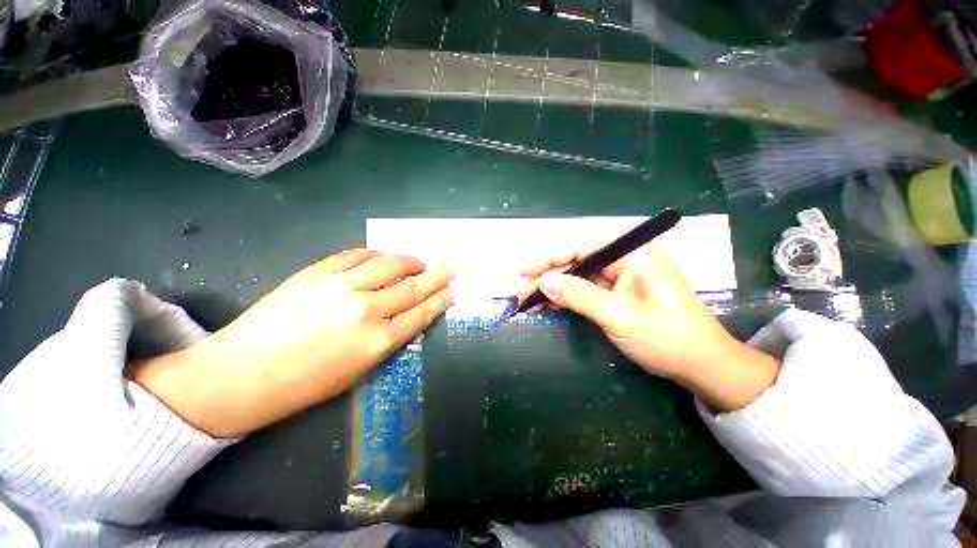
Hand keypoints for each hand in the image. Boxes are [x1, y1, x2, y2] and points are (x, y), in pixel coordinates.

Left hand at [130, 249, 453, 437]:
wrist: (239, 375)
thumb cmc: (304, 385)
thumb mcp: (358, 372)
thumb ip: (388, 340)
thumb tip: (410, 316)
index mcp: (377, 342)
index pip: (421, 313)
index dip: (440, 299)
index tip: (452, 290)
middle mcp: (365, 310)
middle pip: (412, 287)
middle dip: (437, 276)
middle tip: (451, 267)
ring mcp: (339, 287)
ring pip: (388, 264)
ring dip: (410, 261)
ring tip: (421, 261)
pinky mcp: (316, 273)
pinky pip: (356, 255)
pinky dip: (375, 255)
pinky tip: (383, 257)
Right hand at [519, 240, 778, 411]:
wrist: (700, 365)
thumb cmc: (669, 338)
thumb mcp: (621, 317)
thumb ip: (581, 296)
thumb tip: (544, 282)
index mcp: (633, 252)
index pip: (582, 244)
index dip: (549, 255)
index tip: (523, 269)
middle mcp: (623, 257)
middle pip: (575, 258)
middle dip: (546, 273)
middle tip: (521, 290)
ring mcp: (617, 275)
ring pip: (575, 273)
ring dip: (551, 286)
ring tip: (527, 299)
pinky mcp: (613, 291)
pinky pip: (581, 288)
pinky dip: (562, 296)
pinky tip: (545, 303)